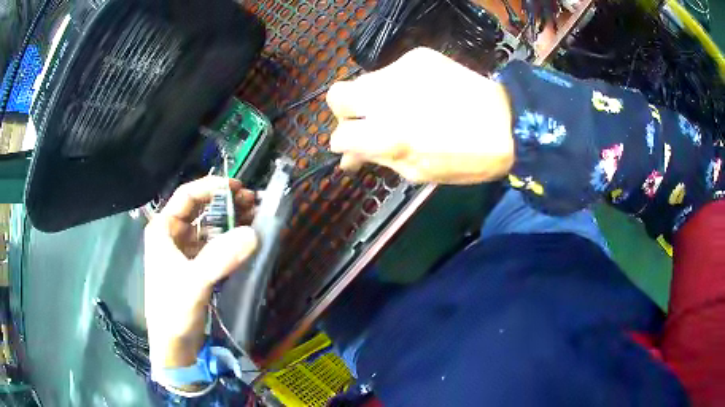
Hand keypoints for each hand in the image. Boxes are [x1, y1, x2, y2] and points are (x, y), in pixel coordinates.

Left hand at [144, 177, 257, 369]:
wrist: (173, 346)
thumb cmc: (173, 310)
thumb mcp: (194, 282)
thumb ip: (221, 258)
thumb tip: (253, 234)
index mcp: (163, 230)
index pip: (187, 196)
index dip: (212, 187)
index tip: (238, 188)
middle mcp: (172, 236)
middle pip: (200, 210)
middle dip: (226, 204)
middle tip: (253, 203)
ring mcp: (184, 253)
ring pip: (209, 228)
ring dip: (231, 222)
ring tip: (254, 218)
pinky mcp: (195, 268)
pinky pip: (214, 247)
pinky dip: (229, 242)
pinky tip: (245, 242)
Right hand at [327, 47, 514, 183]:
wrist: (508, 122)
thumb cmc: (466, 159)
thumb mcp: (418, 171)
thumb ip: (377, 159)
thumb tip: (348, 158)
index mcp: (387, 135)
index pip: (339, 135)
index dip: (344, 145)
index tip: (354, 148)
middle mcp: (386, 96)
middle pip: (337, 95)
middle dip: (344, 112)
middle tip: (365, 123)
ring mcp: (401, 70)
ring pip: (365, 81)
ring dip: (373, 98)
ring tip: (402, 109)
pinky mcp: (419, 56)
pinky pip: (393, 71)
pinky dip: (398, 85)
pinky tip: (422, 94)